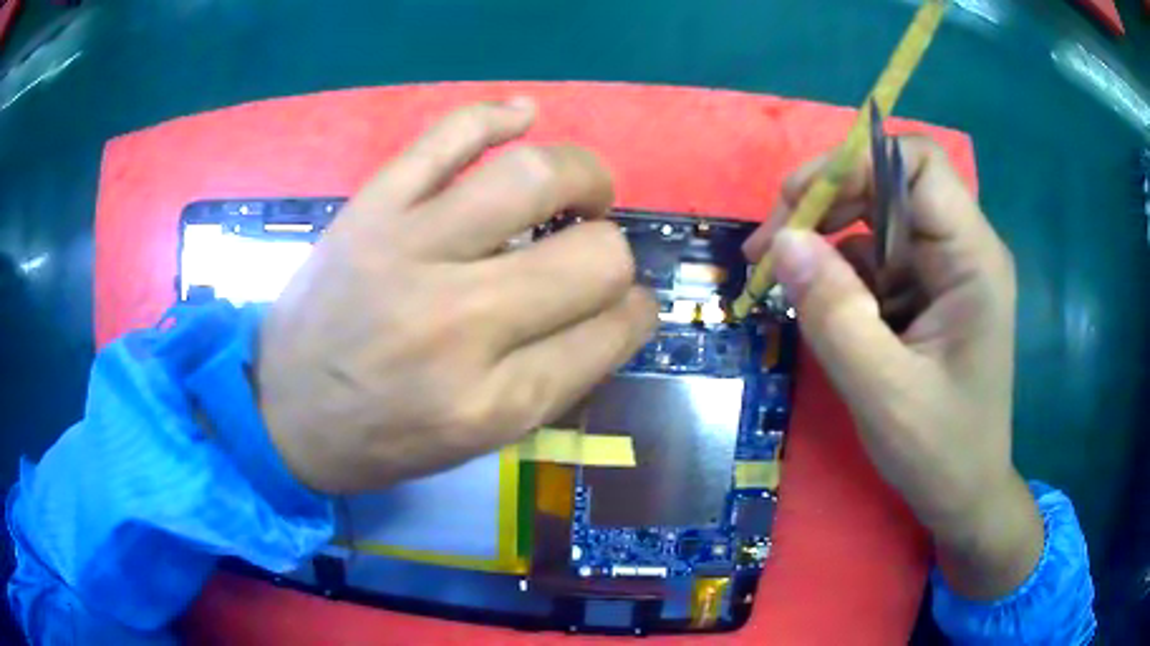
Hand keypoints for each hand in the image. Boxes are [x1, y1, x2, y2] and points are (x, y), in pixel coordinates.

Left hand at [257, 100, 657, 493]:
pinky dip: (496, 117)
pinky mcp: (371, 209)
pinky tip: (524, 115)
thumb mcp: (480, 439)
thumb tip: (614, 310)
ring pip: (533, 179)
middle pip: (595, 257)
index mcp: (495, 401)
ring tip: (581, 190)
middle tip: (593, 251)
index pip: (611, 331)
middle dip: (614, 254)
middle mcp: (459, 324)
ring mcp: (408, 252)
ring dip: (582, 175)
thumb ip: (555, 376)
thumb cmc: (382, 439)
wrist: (281, 412)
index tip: (629, 306)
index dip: (637, 312)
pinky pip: (446, 138)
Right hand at [743, 137, 1042, 599]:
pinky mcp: (923, 295)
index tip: (800, 203)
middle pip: (888, 184)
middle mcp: (960, 251)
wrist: (964, 497)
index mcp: (972, 259)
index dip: (858, 163)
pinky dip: (836, 275)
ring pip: (874, 220)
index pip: (919, 164)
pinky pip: (873, 260)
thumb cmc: (940, 452)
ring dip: (824, 240)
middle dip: (826, 202)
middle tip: (769, 246)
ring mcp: (941, 272)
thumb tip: (786, 241)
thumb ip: (836, 315)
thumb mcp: (884, 392)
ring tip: (777, 278)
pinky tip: (815, 307)